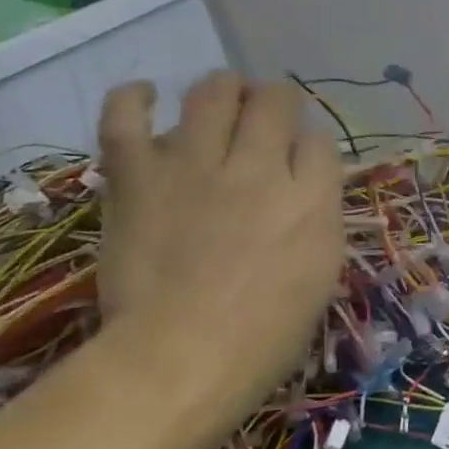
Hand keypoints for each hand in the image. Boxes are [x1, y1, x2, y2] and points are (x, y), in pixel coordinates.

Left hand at [84, 71, 345, 448]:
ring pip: (214, 93)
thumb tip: (307, 188)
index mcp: (311, 197)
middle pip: (275, 102)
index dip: (309, 146)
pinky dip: (133, 98)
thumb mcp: (322, 273)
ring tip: (223, 97)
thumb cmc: (267, 334)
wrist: (180, 360)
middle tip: (266, 117)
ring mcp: (196, 166)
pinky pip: (126, 119)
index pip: (318, 141)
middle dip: (276, 102)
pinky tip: (145, 94)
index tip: (299, 163)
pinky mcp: (139, 177)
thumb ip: (319, 218)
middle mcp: (260, 167)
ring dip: (224, 88)